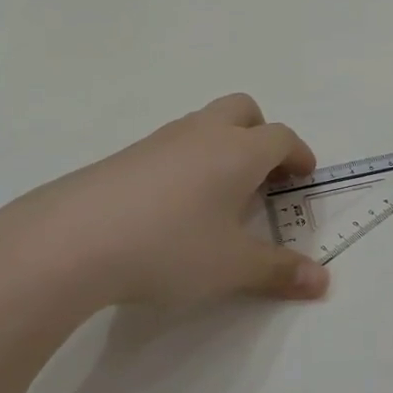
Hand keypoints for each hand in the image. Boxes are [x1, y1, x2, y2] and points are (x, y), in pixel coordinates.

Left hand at [0, 93, 328, 327]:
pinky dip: (187, 162)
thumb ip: (280, 271)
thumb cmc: (169, 247)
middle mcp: (202, 134)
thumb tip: (322, 282)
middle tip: (263, 175)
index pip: (281, 138)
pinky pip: (170, 146)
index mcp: (238, 152)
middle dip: (261, 134)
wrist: (69, 242)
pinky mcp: (123, 157)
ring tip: (218, 196)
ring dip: (222, 147)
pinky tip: (172, 207)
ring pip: (203, 124)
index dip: (298, 155)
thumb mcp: (233, 267)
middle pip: (243, 110)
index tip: (303, 178)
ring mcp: (158, 141)